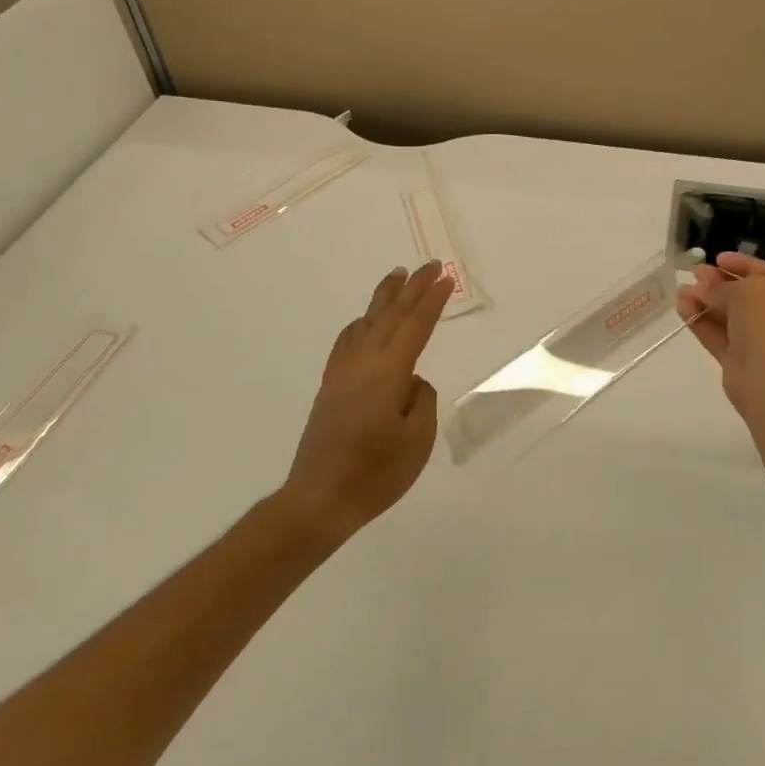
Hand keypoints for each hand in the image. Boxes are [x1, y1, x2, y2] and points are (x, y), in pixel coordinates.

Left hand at [283, 261, 451, 545]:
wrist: (318, 500)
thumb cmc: (375, 473)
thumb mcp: (417, 440)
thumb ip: (421, 400)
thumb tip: (411, 382)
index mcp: (389, 372)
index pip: (416, 326)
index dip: (432, 301)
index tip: (447, 278)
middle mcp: (364, 363)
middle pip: (391, 315)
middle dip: (412, 288)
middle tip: (430, 265)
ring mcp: (343, 373)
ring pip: (367, 322)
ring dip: (385, 298)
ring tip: (397, 275)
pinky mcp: (330, 387)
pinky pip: (347, 341)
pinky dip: (360, 323)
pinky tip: (364, 321)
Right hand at [678, 252, 764, 422]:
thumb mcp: (748, 290)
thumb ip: (722, 286)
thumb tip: (702, 288)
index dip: (741, 264)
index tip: (716, 258)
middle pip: (745, 294)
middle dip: (718, 283)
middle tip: (694, 273)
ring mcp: (760, 341)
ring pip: (728, 315)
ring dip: (705, 301)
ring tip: (681, 291)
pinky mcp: (739, 360)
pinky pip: (718, 335)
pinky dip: (700, 321)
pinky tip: (682, 307)